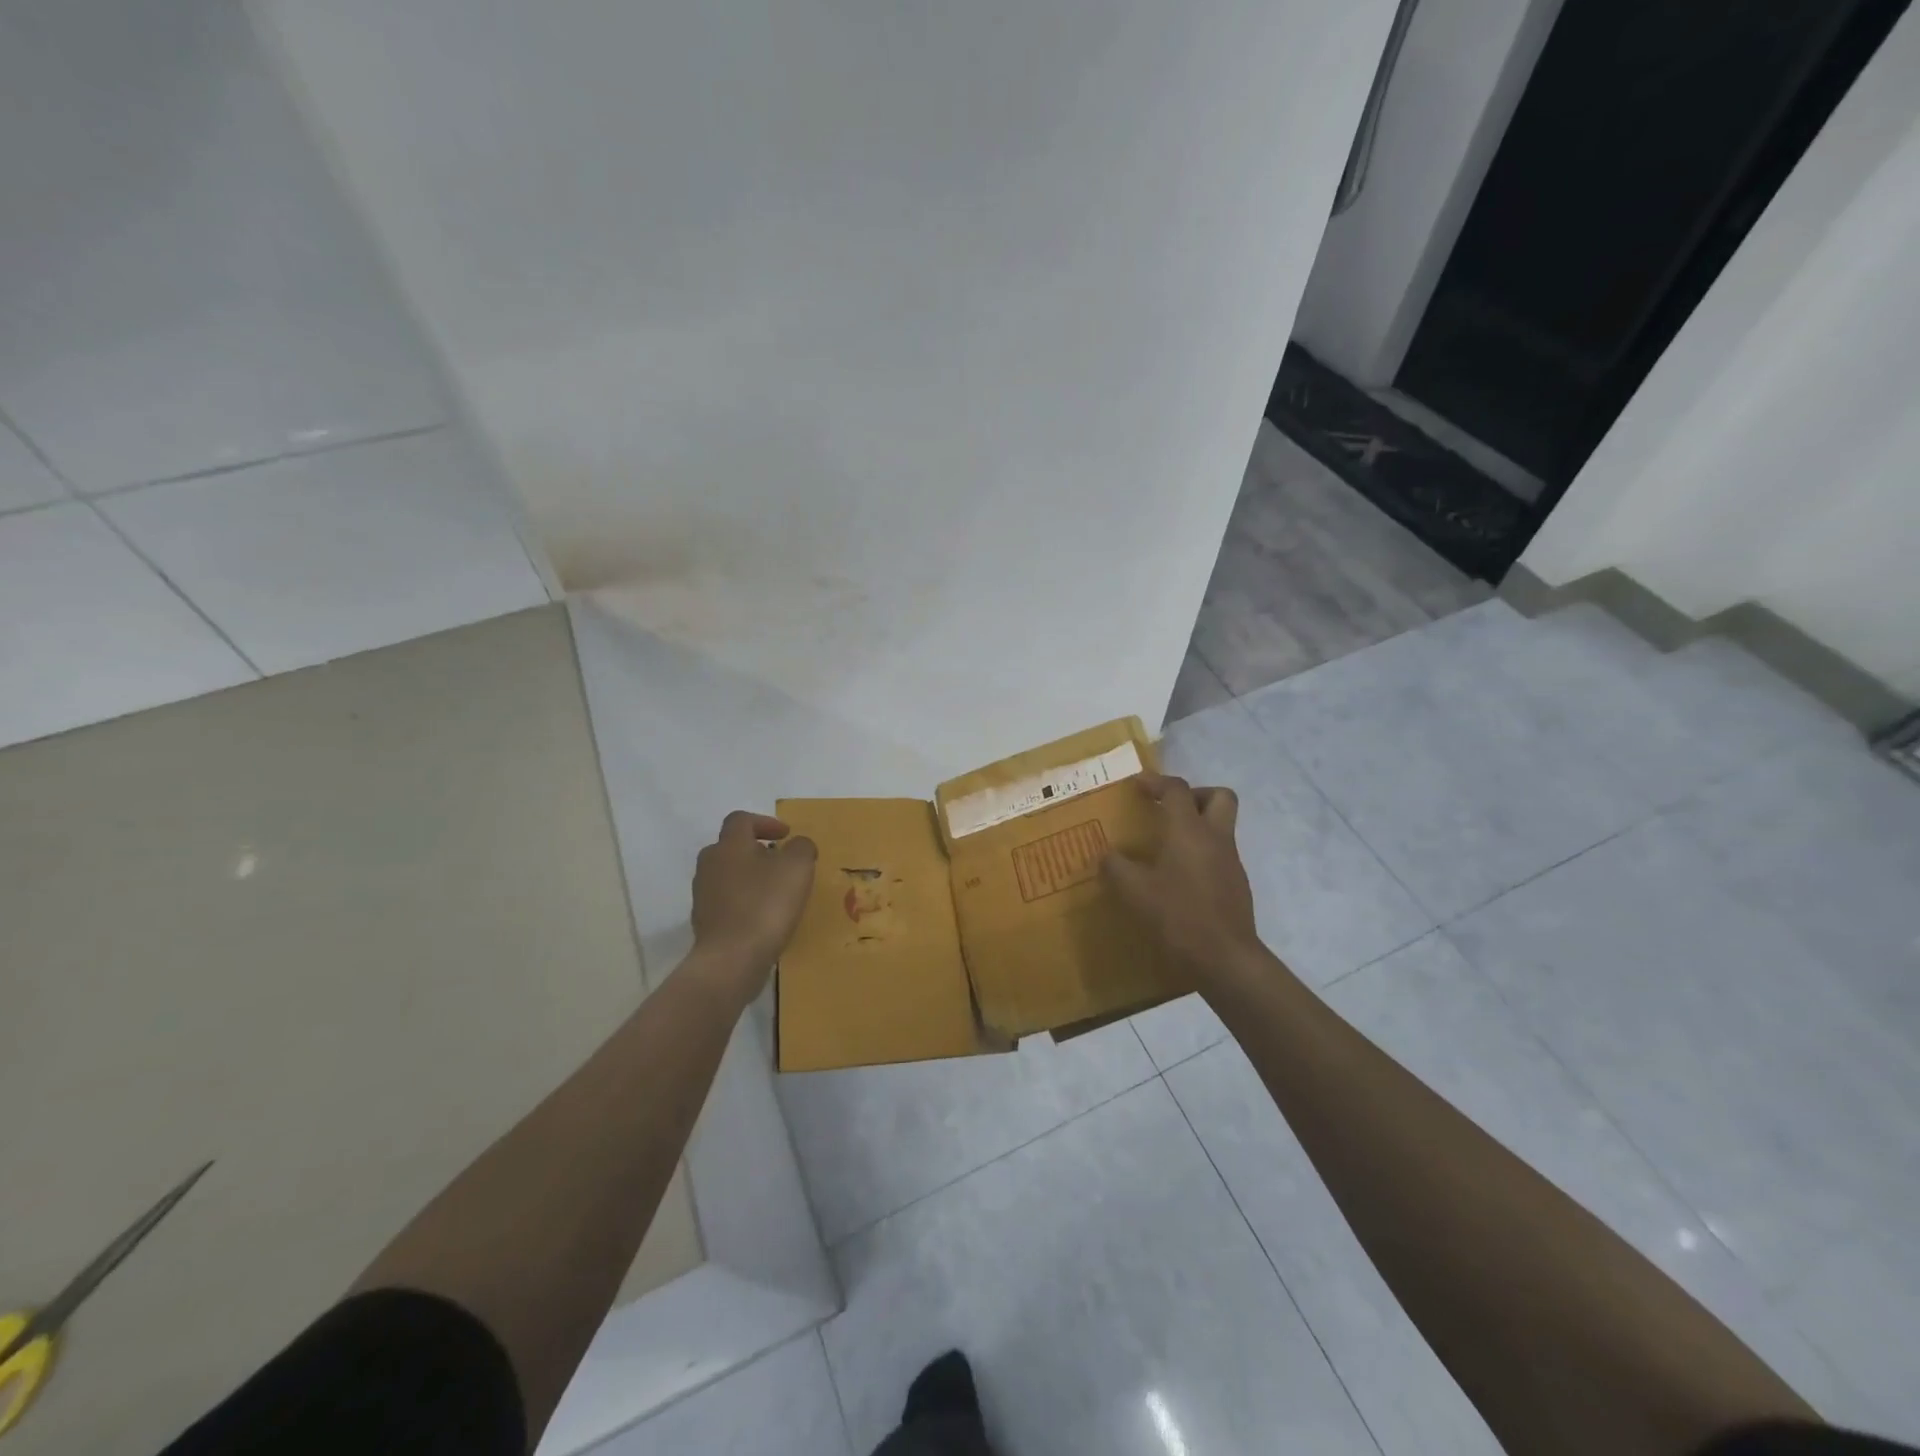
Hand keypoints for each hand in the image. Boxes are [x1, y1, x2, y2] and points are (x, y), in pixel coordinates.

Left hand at [690, 811, 817, 997]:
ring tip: (775, 891)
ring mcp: (702, 894)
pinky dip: (743, 901)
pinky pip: (726, 901)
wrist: (731, 959)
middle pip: (731, 847)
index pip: (741, 820)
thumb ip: (801, 847)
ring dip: (749, 876)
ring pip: (727, 874)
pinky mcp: (704, 921)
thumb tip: (797, 845)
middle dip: (756, 850)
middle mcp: (710, 864)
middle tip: (780, 862)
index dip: (765, 822)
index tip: (785, 835)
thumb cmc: (766, 905)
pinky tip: (762, 917)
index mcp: (729, 845)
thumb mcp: (797, 868)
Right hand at [1103, 773, 1261, 984]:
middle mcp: (1215, 839)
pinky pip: (1220, 856)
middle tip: (1170, 810)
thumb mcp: (1134, 892)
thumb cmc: (1178, 916)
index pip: (1177, 790)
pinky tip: (1178, 879)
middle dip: (1195, 795)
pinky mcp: (1237, 886)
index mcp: (1190, 831)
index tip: (1138, 785)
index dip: (1156, 782)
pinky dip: (1201, 856)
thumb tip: (1106, 856)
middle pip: (1220, 797)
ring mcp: (1231, 863)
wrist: (1225, 958)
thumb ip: (1116, 868)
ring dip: (1198, 827)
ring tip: (1167, 847)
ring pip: (1222, 827)